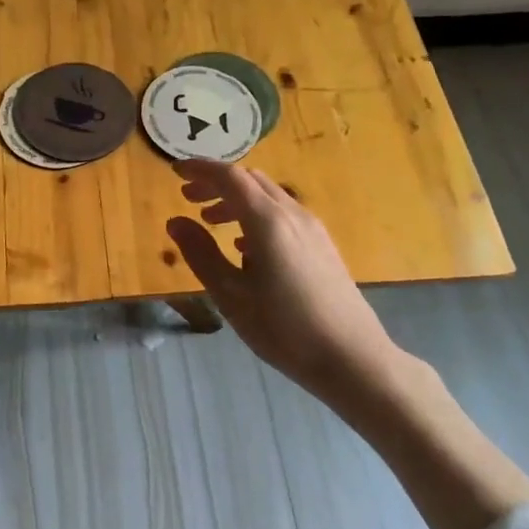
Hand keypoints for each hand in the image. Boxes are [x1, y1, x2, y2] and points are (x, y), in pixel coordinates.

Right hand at [167, 162, 396, 396]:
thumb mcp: (231, 295)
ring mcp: (313, 229)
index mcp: (268, 221)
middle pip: (251, 180)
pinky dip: (256, 216)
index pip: (229, 177)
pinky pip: (283, 215)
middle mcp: (292, 214)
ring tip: (211, 221)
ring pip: (268, 197)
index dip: (200, 169)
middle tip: (188, 197)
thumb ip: (201, 254)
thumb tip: (176, 221)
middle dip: (217, 183)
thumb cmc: (285, 329)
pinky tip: (246, 247)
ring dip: (237, 200)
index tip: (174, 171)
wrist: (354, 359)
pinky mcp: (323, 246)